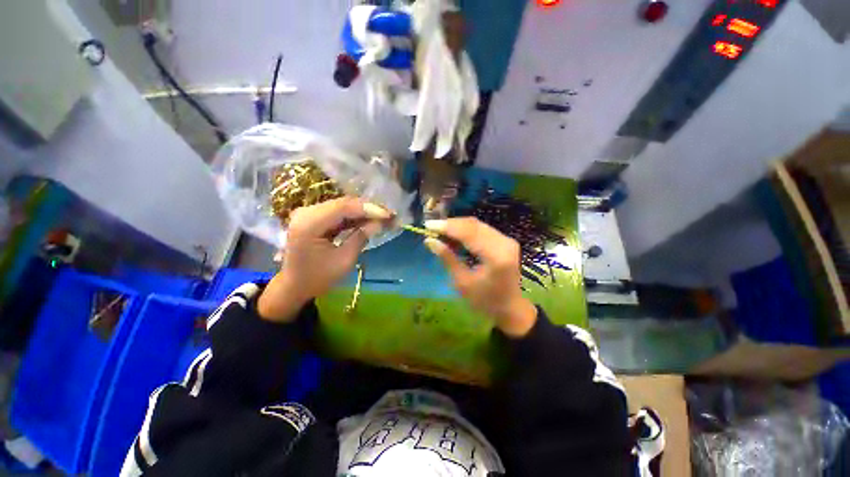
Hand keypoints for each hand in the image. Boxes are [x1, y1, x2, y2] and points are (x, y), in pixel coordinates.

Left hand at [258, 198, 390, 321]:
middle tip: (389, 215)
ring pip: (342, 206)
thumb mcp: (344, 260)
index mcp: (309, 224)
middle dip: (368, 208)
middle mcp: (305, 213)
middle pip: (343, 203)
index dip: (368, 209)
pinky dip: (354, 216)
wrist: (295, 286)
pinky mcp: (313, 218)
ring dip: (363, 211)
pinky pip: (337, 213)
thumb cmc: (318, 278)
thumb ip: (361, 237)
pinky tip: (368, 220)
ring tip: (383, 217)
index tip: (388, 214)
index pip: (343, 208)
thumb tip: (379, 222)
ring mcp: (308, 214)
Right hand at [422, 218, 537, 336]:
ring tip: (440, 231)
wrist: (510, 308)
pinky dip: (466, 230)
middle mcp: (504, 243)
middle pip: (473, 225)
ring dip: (458, 226)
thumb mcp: (462, 282)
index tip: (428, 225)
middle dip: (451, 224)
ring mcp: (507, 240)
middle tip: (432, 228)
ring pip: (477, 225)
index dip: (447, 227)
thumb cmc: (484, 301)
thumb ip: (447, 258)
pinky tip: (454, 235)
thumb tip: (429, 240)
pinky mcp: (505, 241)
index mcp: (496, 256)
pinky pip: (482, 229)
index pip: (469, 233)